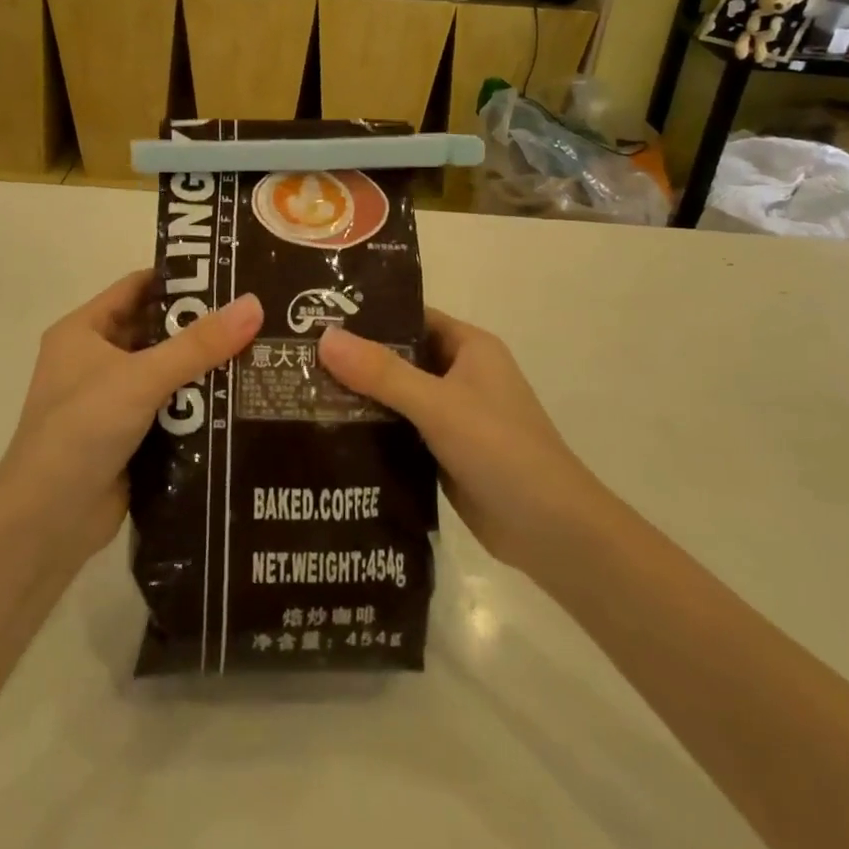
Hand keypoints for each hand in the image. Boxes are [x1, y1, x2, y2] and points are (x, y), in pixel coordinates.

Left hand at [0, 271, 261, 564]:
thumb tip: (254, 304)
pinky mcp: (128, 437)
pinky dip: (199, 406)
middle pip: (157, 331)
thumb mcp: (140, 378)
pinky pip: (170, 410)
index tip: (232, 276)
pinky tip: (241, 401)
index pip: (138, 288)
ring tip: (262, 354)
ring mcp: (111, 401)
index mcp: (84, 331)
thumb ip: (198, 344)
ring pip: (167, 373)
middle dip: (202, 327)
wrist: (45, 523)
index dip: (182, 279)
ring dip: (205, 369)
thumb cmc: (81, 431)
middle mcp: (95, 360)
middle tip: (258, 318)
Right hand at [318, 309, 598, 571]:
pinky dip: (372, 430)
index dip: (369, 316)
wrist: (552, 532)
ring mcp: (453, 417)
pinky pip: (400, 431)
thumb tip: (324, 338)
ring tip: (300, 391)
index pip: (411, 317)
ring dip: (360, 397)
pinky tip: (329, 434)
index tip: (317, 317)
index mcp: (470, 348)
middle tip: (296, 357)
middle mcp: (461, 375)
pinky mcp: (444, 453)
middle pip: (400, 358)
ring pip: (397, 397)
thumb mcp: (438, 405)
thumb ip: (382, 373)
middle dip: (355, 359)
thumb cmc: (502, 450)